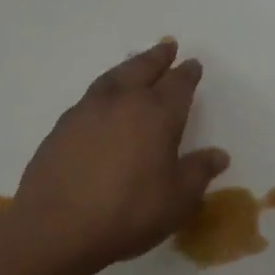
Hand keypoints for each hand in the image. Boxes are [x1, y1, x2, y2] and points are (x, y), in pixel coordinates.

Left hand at [13, 39, 228, 274]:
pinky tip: (103, 101)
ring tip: (135, 64)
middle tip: (167, 46)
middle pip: (143, 69)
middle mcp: (123, 102)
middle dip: (158, 57)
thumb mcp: (177, 200)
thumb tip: (218, 155)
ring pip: (113, 77)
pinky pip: (91, 96)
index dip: (187, 74)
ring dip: (128, 67)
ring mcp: (87, 111)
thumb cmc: (129, 213)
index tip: (192, 65)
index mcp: (157, 115)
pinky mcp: (62, 127)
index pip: (178, 85)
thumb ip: (198, 172)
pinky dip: (104, 90)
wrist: (56, 227)